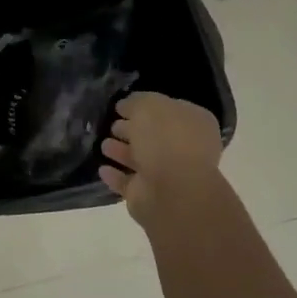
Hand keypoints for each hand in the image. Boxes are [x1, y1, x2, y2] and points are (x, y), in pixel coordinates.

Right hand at [99, 91, 225, 223]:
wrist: (172, 192)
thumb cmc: (166, 139)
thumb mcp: (148, 105)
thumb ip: (135, 102)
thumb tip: (125, 106)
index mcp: (194, 123)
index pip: (168, 109)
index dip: (144, 106)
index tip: (121, 106)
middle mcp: (185, 148)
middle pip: (153, 135)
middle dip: (131, 129)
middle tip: (111, 125)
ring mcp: (168, 175)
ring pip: (140, 159)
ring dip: (121, 151)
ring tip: (103, 145)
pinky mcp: (149, 196)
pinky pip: (128, 182)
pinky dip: (115, 175)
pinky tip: (102, 168)